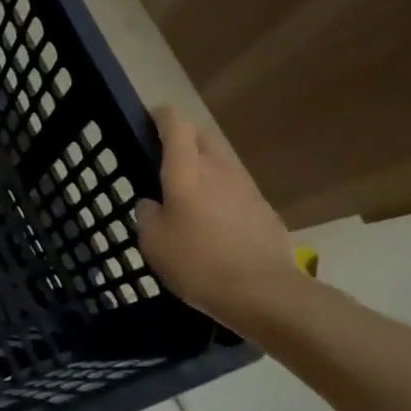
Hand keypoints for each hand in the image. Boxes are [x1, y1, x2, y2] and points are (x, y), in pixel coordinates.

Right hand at [134, 105, 301, 327]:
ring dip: (204, 166)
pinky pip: (236, 188)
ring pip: (221, 161)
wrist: (264, 293)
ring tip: (188, 194)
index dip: (160, 117)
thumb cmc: (197, 263)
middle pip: (202, 135)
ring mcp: (247, 187)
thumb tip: (153, 203)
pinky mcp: (264, 209)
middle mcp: (218, 169)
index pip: (175, 123)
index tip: (146, 123)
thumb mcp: (152, 242)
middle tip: (163, 160)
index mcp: (186, 170)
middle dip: (183, 138)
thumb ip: (147, 214)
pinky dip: (221, 193)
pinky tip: (213, 222)